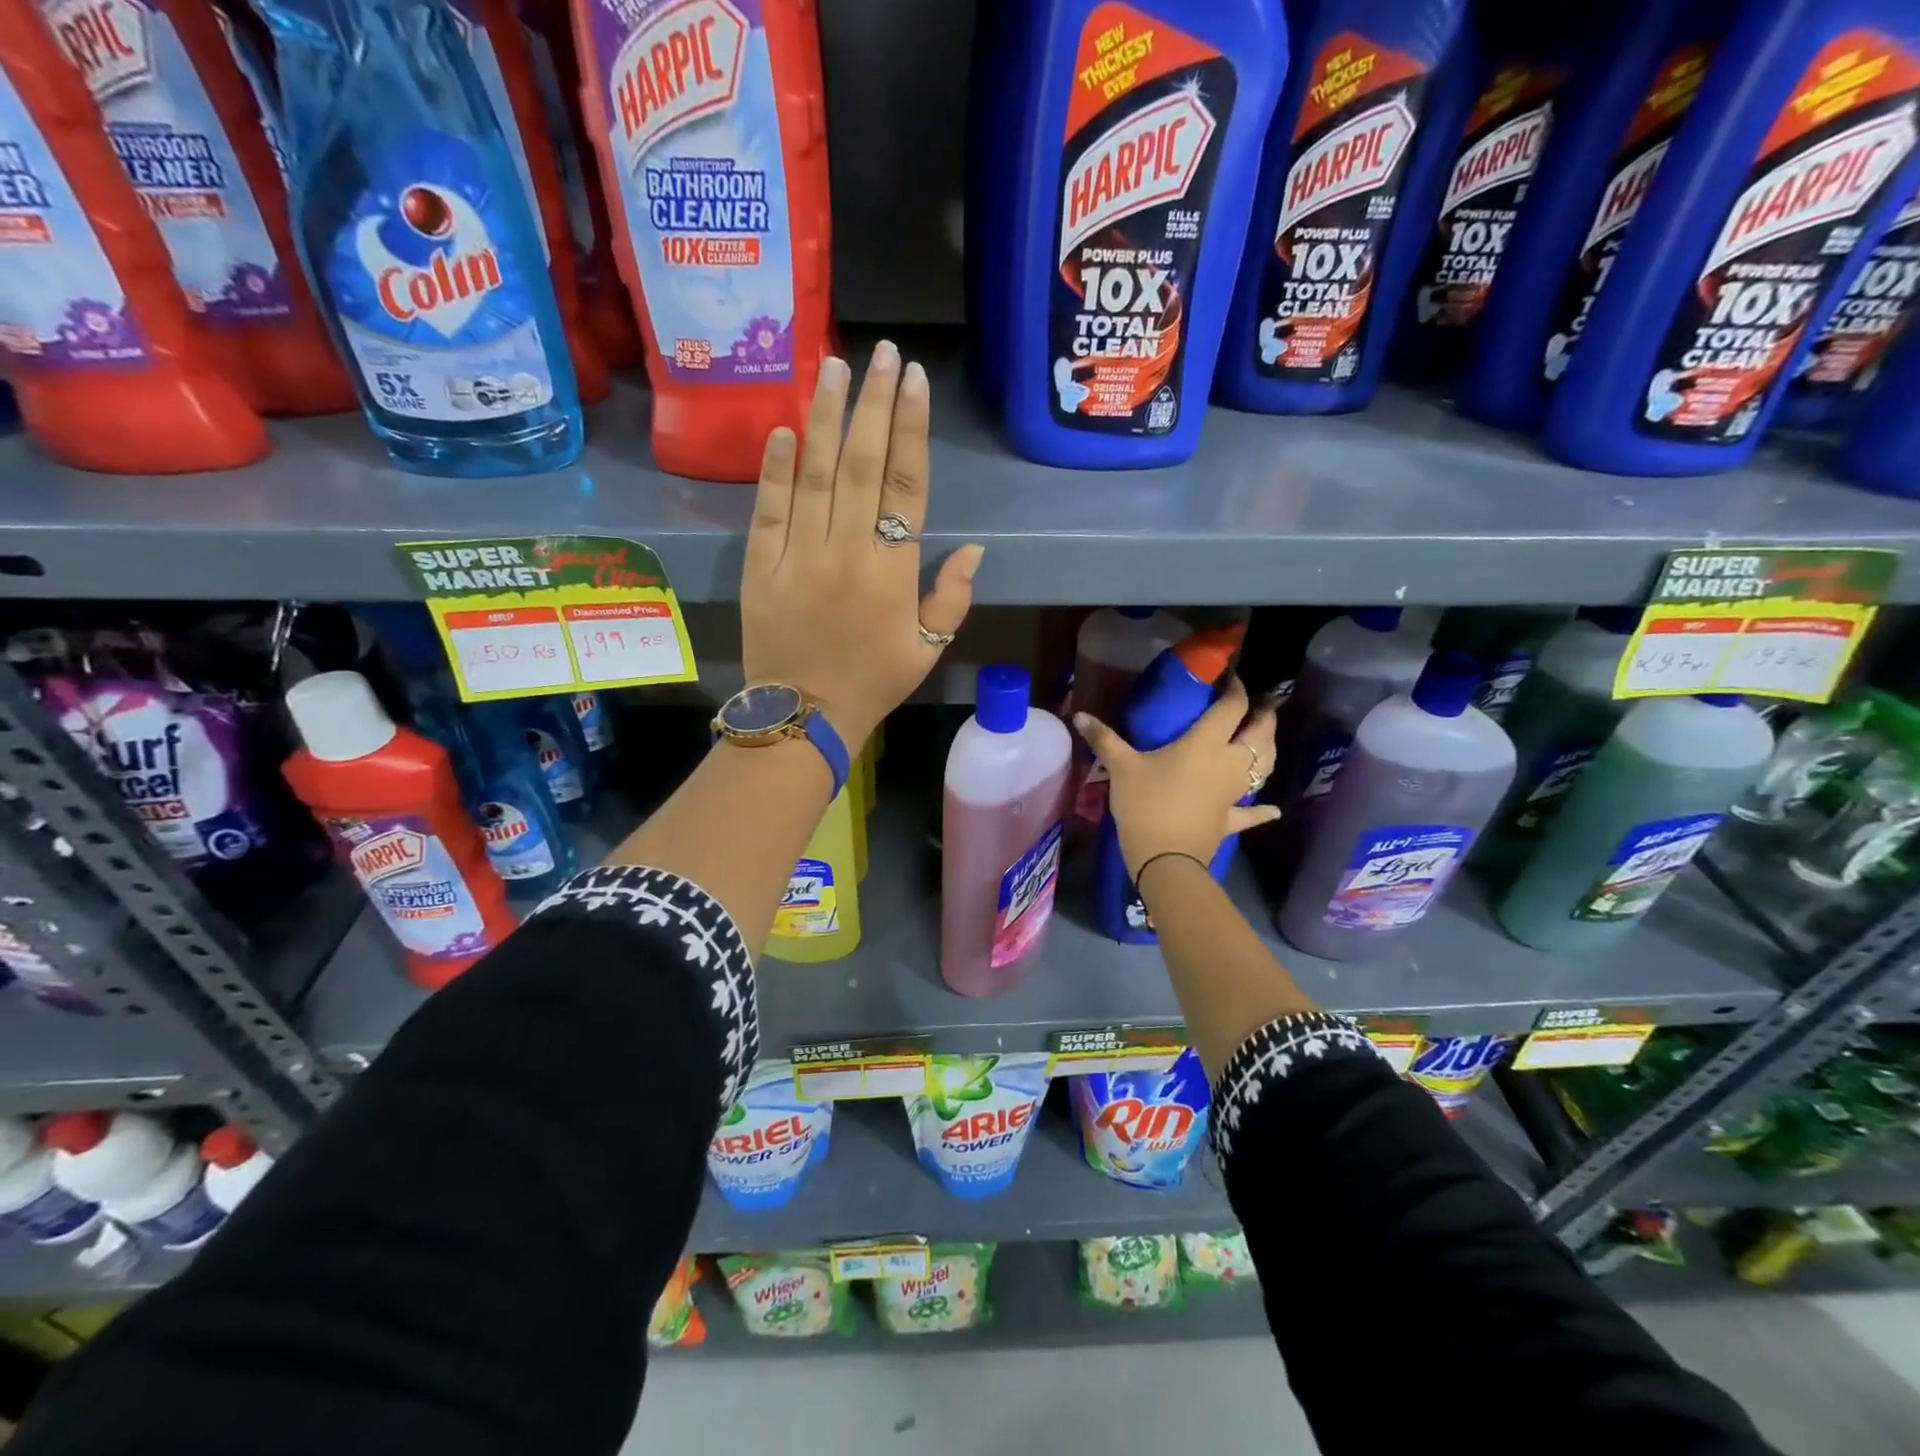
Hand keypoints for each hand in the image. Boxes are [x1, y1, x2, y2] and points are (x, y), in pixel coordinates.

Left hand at [741, 341, 984, 744]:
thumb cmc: (872, 683)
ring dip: (824, 417)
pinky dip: (774, 469)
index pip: (904, 486)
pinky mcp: (760, 567)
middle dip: (873, 404)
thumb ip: (951, 598)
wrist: (803, 718)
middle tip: (881, 352)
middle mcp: (846, 553)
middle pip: (860, 465)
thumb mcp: (927, 650)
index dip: (910, 429)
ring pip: (813, 475)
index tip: (913, 380)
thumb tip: (974, 550)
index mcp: (891, 573)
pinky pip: (768, 511)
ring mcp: (798, 557)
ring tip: (833, 365)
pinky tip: (783, 428)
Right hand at [1073, 677, 1281, 878]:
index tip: (1230, 677)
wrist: (1165, 858)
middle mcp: (1229, 763)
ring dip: (1268, 750)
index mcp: (1206, 744)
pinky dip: (1262, 810)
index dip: (1236, 688)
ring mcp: (1234, 793)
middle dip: (1263, 716)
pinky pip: (1251, 813)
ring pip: (1264, 766)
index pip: (1232, 708)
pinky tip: (1273, 810)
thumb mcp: (1121, 767)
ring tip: (1263, 739)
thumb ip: (1104, 738)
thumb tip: (1079, 715)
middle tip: (1257, 705)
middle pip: (1260, 733)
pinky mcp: (1230, 819)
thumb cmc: (1146, 804)